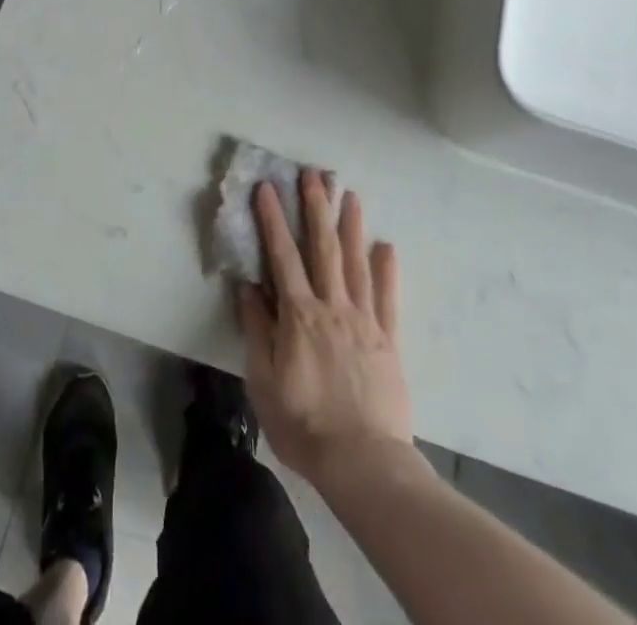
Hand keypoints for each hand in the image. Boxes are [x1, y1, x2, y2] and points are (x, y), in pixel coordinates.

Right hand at [238, 169, 411, 494]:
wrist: (363, 463)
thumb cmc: (304, 424)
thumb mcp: (264, 382)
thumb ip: (257, 330)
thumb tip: (249, 288)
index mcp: (299, 315)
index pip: (283, 256)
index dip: (273, 219)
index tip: (267, 188)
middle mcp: (333, 307)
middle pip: (323, 248)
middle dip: (316, 207)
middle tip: (314, 174)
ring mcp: (364, 321)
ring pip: (357, 263)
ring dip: (352, 226)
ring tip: (350, 195)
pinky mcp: (388, 340)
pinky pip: (388, 298)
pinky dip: (387, 269)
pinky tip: (386, 246)